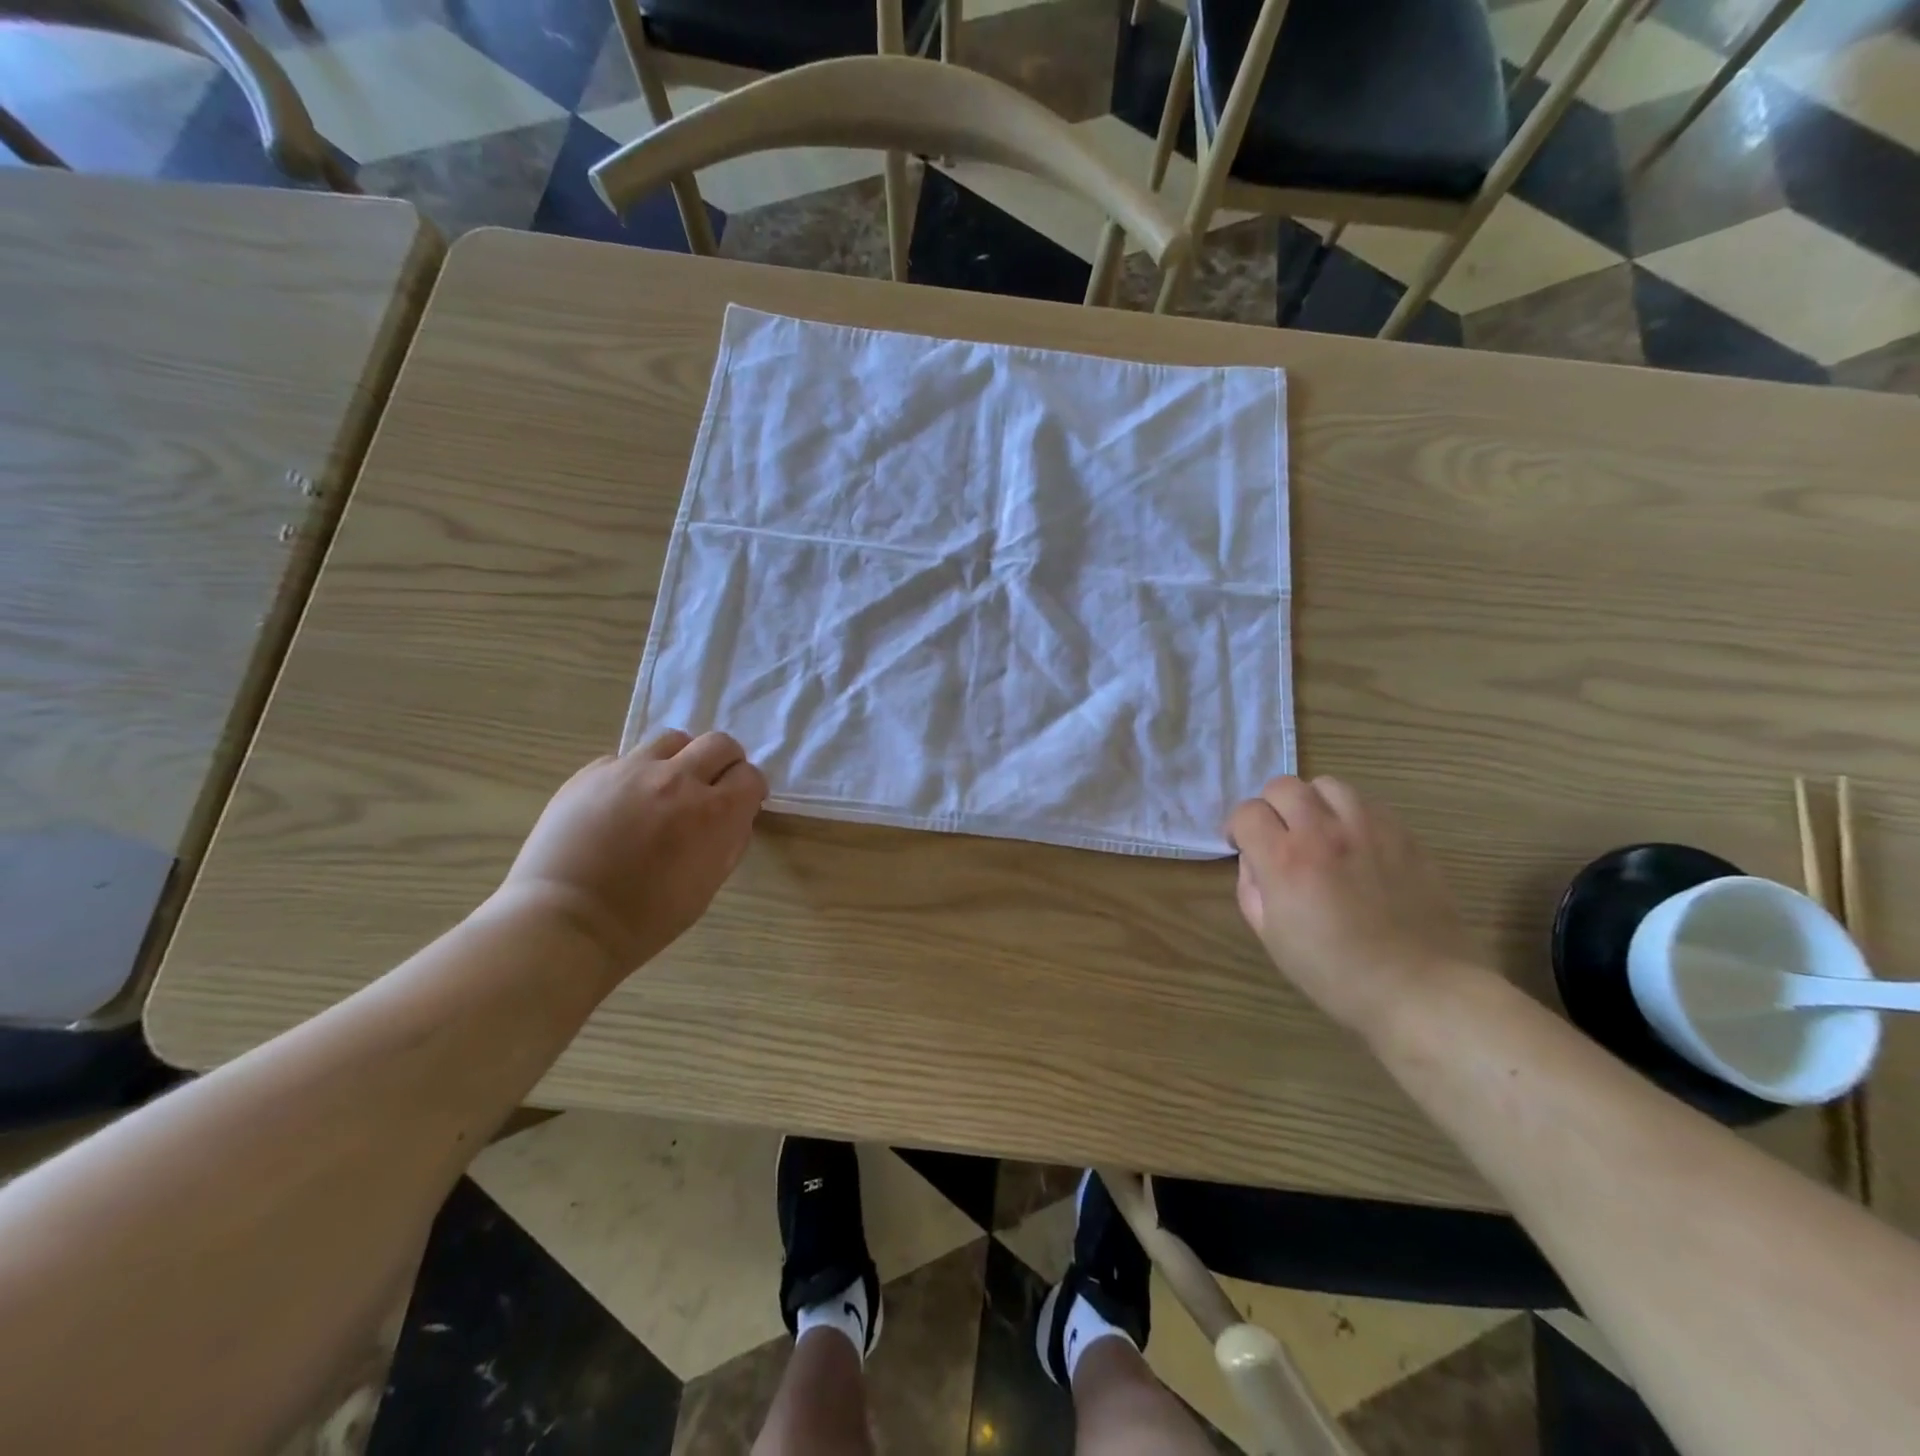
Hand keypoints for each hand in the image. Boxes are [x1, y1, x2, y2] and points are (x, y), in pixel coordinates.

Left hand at [498, 730, 767, 976]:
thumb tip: (734, 818)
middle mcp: (679, 779)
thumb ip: (728, 842)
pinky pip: (626, 758)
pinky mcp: (592, 772)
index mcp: (715, 812)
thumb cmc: (645, 919)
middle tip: (713, 787)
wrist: (566, 922)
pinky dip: (636, 774)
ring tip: (667, 786)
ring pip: (673, 740)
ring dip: (681, 759)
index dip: (750, 790)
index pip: (750, 776)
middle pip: (718, 744)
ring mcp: (632, 770)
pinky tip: (622, 803)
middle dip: (725, 763)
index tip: (742, 804)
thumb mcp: (707, 885)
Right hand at [1227, 776, 1473, 1036]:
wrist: (1421, 989)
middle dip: (1271, 808)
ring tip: (1319, 832)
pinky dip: (1350, 814)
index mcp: (1285, 860)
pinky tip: (1354, 843)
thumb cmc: (1336, 973)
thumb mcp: (1272, 937)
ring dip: (1313, 803)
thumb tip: (1255, 859)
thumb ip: (1252, 888)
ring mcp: (1369, 829)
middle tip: (1279, 837)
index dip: (1238, 829)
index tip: (1244, 847)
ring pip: (1327, 785)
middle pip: (1283, 786)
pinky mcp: (1404, 835)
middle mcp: (1324, 832)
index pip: (1247, 813)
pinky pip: (1367, 803)